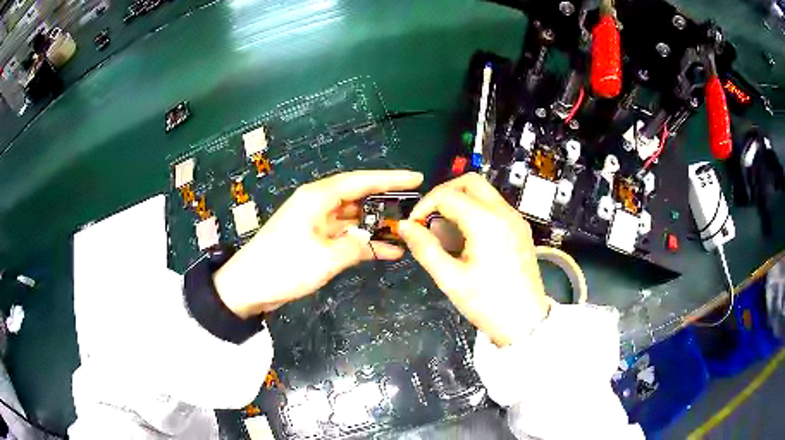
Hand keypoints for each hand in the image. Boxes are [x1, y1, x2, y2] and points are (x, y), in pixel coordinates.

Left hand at [214, 170, 422, 316]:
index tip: (416, 178)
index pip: (361, 181)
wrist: (248, 286)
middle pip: (359, 197)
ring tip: (406, 232)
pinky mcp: (314, 240)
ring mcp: (316, 223)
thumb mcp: (325, 258)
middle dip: (386, 202)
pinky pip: (344, 236)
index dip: (391, 178)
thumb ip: (356, 246)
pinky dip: (363, 243)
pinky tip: (387, 251)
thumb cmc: (284, 266)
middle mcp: (318, 204)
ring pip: (354, 218)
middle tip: (415, 207)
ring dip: (376, 226)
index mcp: (318, 197)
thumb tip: (374, 242)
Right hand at [398, 173, 549, 346]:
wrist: (525, 322)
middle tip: (429, 219)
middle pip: (470, 182)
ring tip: (446, 235)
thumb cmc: (488, 303)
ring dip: (460, 203)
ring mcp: (515, 219)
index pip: (447, 195)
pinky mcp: (520, 229)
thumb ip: (425, 248)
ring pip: (483, 193)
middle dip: (444, 194)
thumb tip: (404, 226)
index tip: (414, 227)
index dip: (424, 206)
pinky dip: (475, 212)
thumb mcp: (450, 279)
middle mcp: (504, 213)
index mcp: (487, 222)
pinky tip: (466, 240)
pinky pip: (493, 207)